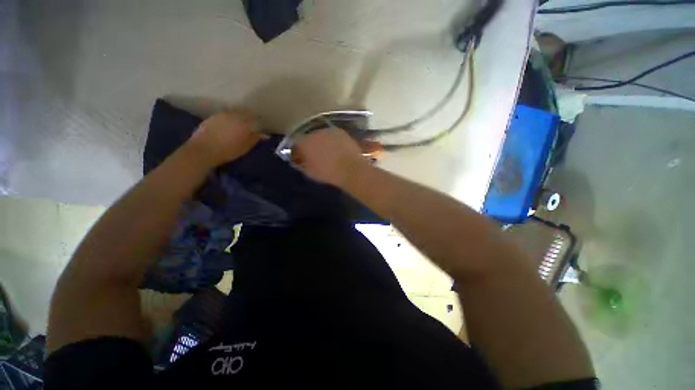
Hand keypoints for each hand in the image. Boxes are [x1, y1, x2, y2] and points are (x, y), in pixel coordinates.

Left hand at [187, 109, 261, 167]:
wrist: (204, 150)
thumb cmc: (228, 151)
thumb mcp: (245, 147)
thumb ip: (255, 139)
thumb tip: (265, 135)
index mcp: (244, 123)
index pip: (255, 118)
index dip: (259, 121)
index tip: (261, 126)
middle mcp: (234, 115)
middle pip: (245, 112)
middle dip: (250, 117)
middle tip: (252, 124)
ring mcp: (222, 114)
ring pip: (235, 112)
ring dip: (240, 116)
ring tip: (241, 124)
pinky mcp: (213, 116)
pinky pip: (226, 114)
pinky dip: (230, 117)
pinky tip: (229, 125)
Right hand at [292, 128, 370, 188]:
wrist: (351, 169)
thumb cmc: (328, 173)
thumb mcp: (310, 172)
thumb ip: (302, 164)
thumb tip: (300, 160)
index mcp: (305, 142)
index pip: (296, 143)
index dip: (297, 151)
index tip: (300, 159)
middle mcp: (316, 132)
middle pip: (310, 137)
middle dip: (311, 146)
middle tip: (315, 156)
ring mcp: (331, 131)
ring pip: (322, 136)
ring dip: (323, 143)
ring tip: (328, 154)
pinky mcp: (343, 133)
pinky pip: (333, 137)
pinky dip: (333, 143)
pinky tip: (337, 151)